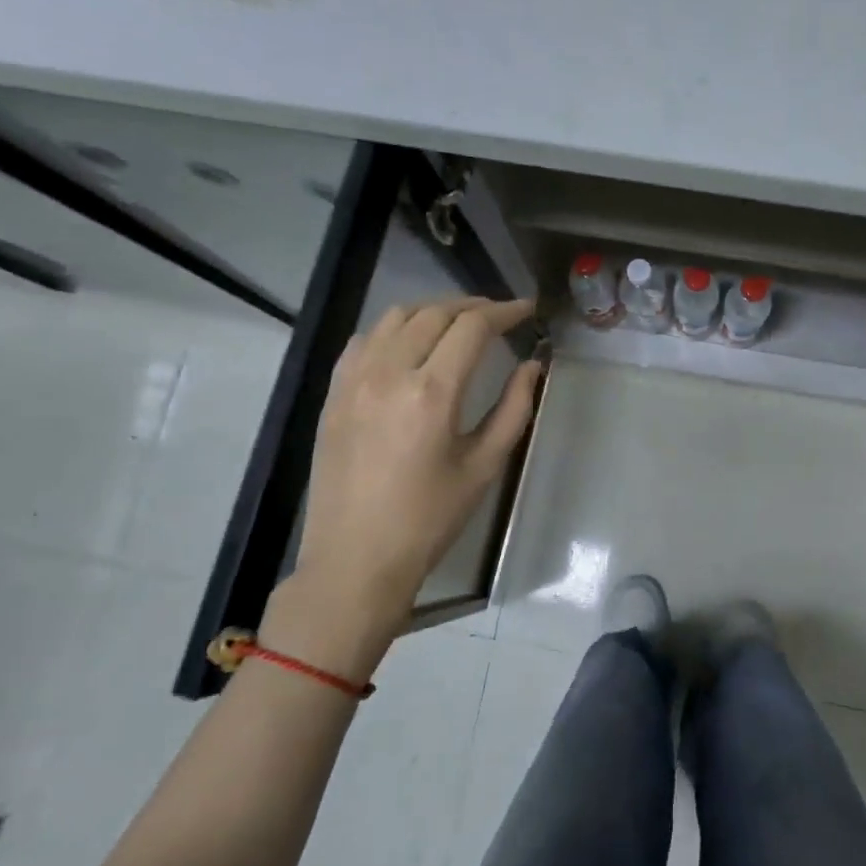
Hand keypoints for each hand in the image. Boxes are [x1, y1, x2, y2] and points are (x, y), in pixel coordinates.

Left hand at [263, 296, 540, 677]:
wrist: (356, 559)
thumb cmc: (429, 519)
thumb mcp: (484, 466)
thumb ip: (513, 409)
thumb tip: (531, 366)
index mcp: (432, 393)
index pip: (472, 327)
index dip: (504, 311)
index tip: (527, 310)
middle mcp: (388, 373)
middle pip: (434, 313)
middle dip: (472, 306)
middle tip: (499, 316)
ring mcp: (353, 380)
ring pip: (395, 317)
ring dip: (432, 311)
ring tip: (457, 325)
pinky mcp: (333, 393)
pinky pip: (364, 339)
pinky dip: (393, 329)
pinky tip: (409, 344)